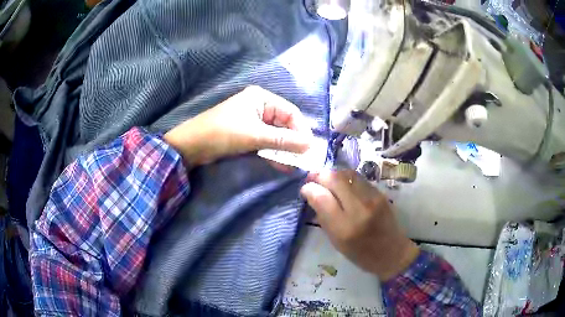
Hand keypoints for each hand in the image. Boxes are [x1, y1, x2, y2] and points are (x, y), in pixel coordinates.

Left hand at [164, 86, 312, 166]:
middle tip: (304, 159)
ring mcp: (253, 121)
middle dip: (294, 141)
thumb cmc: (223, 133)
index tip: (309, 148)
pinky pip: (266, 142)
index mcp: (262, 98)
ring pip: (276, 135)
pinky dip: (273, 152)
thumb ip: (283, 140)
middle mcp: (260, 106)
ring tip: (295, 164)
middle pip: (284, 124)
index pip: (291, 112)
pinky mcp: (247, 134)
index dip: (302, 130)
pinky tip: (282, 164)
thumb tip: (310, 146)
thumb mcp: (255, 135)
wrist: (192, 145)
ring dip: (285, 149)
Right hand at [300, 170, 419, 280]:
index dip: (310, 188)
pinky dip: (346, 178)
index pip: (322, 197)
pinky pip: (358, 178)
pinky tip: (343, 184)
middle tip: (313, 179)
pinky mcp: (380, 193)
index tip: (305, 189)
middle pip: (335, 178)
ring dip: (334, 174)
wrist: (392, 252)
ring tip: (327, 180)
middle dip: (320, 175)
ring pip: (347, 174)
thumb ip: (323, 217)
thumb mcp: (336, 242)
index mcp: (344, 228)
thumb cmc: (361, 254)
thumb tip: (312, 195)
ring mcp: (373, 198)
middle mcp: (359, 209)